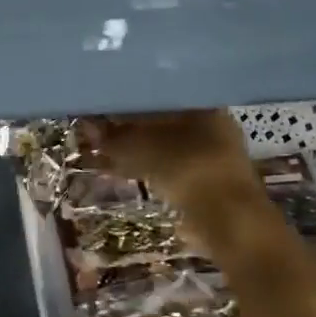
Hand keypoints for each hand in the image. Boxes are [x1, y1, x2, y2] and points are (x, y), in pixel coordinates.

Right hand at [89, 111, 259, 212]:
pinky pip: (169, 168)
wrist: (228, 222)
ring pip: (164, 146)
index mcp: (202, 105)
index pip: (159, 94)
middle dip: (130, 127)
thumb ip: (113, 138)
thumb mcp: (140, 148)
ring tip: (106, 152)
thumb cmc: (186, 169)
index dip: (128, 101)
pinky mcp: (208, 184)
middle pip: (161, 121)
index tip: (103, 107)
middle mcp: (212, 125)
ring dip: (137, 149)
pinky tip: (127, 171)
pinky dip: (147, 168)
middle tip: (100, 132)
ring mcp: (213, 156)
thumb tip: (88, 127)